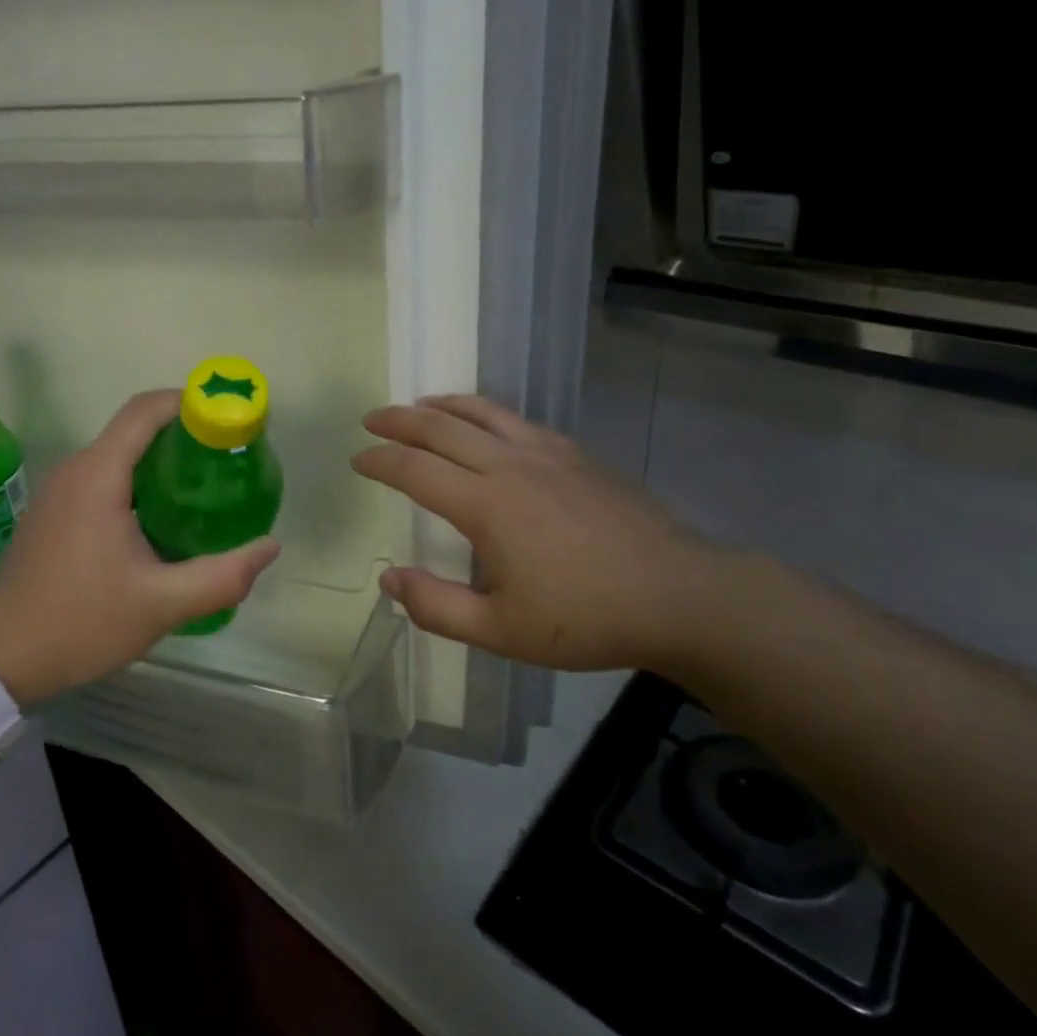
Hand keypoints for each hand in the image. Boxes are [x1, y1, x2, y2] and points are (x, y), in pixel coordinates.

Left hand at [0, 389, 280, 706]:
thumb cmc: (79, 622)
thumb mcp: (161, 604)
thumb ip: (221, 576)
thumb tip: (270, 547)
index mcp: (98, 475)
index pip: (145, 410)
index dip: (189, 403)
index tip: (229, 420)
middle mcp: (76, 469)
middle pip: (136, 428)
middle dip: (185, 435)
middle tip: (229, 461)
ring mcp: (61, 489)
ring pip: (121, 453)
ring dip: (164, 460)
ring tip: (207, 487)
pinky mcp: (56, 510)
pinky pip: (106, 476)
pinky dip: (141, 480)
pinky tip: (166, 517)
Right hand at [351, 395, 730, 673]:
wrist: (677, 594)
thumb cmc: (585, 617)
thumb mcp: (500, 630)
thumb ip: (436, 606)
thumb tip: (388, 578)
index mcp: (485, 504)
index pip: (415, 469)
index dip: (381, 461)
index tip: (358, 459)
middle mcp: (510, 465)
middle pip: (442, 427)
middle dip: (400, 420)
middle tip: (373, 419)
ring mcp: (547, 453)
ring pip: (482, 412)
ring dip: (443, 405)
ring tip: (420, 405)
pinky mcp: (576, 454)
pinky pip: (517, 421)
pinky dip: (486, 413)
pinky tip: (487, 424)